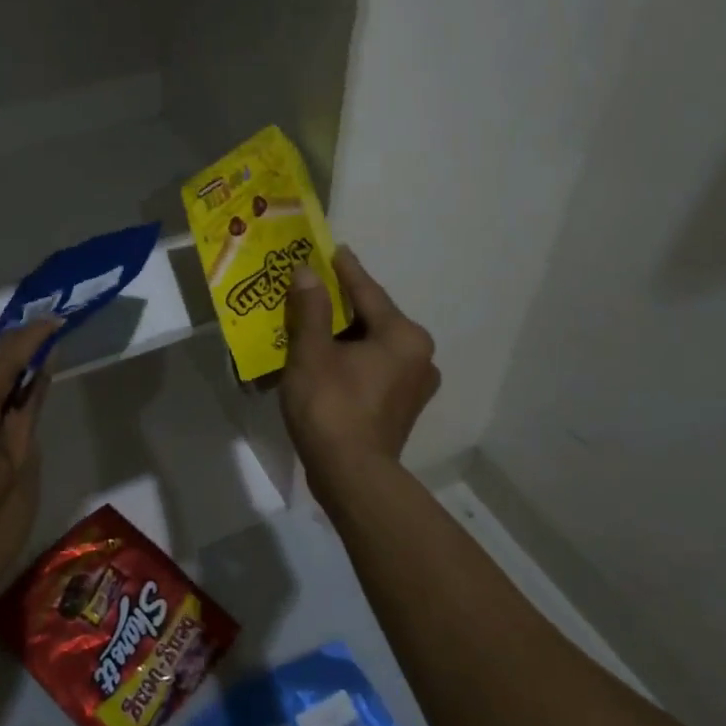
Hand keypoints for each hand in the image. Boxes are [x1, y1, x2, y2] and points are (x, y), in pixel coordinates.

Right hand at [282, 247, 439, 493]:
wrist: (352, 476)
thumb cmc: (332, 407)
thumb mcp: (312, 352)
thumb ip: (311, 308)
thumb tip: (307, 273)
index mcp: (403, 336)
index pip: (368, 292)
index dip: (345, 270)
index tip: (332, 249)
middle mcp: (419, 355)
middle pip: (371, 319)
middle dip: (340, 306)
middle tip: (314, 288)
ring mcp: (414, 384)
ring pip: (372, 346)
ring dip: (343, 336)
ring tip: (314, 324)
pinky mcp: (402, 407)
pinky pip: (374, 369)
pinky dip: (350, 360)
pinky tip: (326, 360)